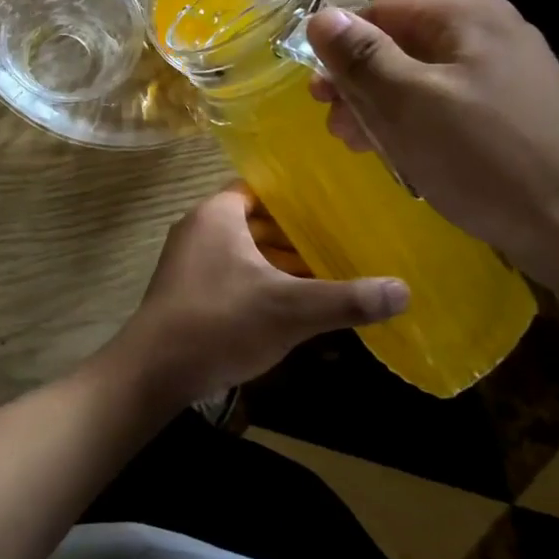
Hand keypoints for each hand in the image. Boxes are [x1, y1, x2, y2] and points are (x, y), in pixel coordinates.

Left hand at [102, 185, 406, 408]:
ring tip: (324, 274)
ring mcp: (188, 261)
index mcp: (218, 215)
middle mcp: (199, 228)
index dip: (295, 197)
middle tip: (339, 241)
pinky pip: (230, 274)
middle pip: (255, 221)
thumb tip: (404, 290)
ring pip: (243, 251)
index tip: (332, 207)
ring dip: (277, 262)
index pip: (260, 189)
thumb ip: (345, 299)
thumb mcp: (290, 309)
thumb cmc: (220, 322)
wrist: (155, 369)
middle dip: (293, 234)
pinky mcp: (186, 290)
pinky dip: (258, 283)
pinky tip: (289, 306)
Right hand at [305, 0, 558, 289]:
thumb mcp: (409, 103)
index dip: (341, 47)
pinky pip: (447, 105)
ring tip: (359, 145)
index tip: (317, 94)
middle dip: (360, 84)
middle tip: (334, 126)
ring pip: (421, 78)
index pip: (382, 10)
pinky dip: (416, 124)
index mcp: (469, 16)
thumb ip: (362, 56)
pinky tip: (402, 153)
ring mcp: (508, 74)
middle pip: (401, 45)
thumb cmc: (485, 158)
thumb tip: (320, 16)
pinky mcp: (515, 113)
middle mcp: (492, 34)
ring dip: (382, 108)